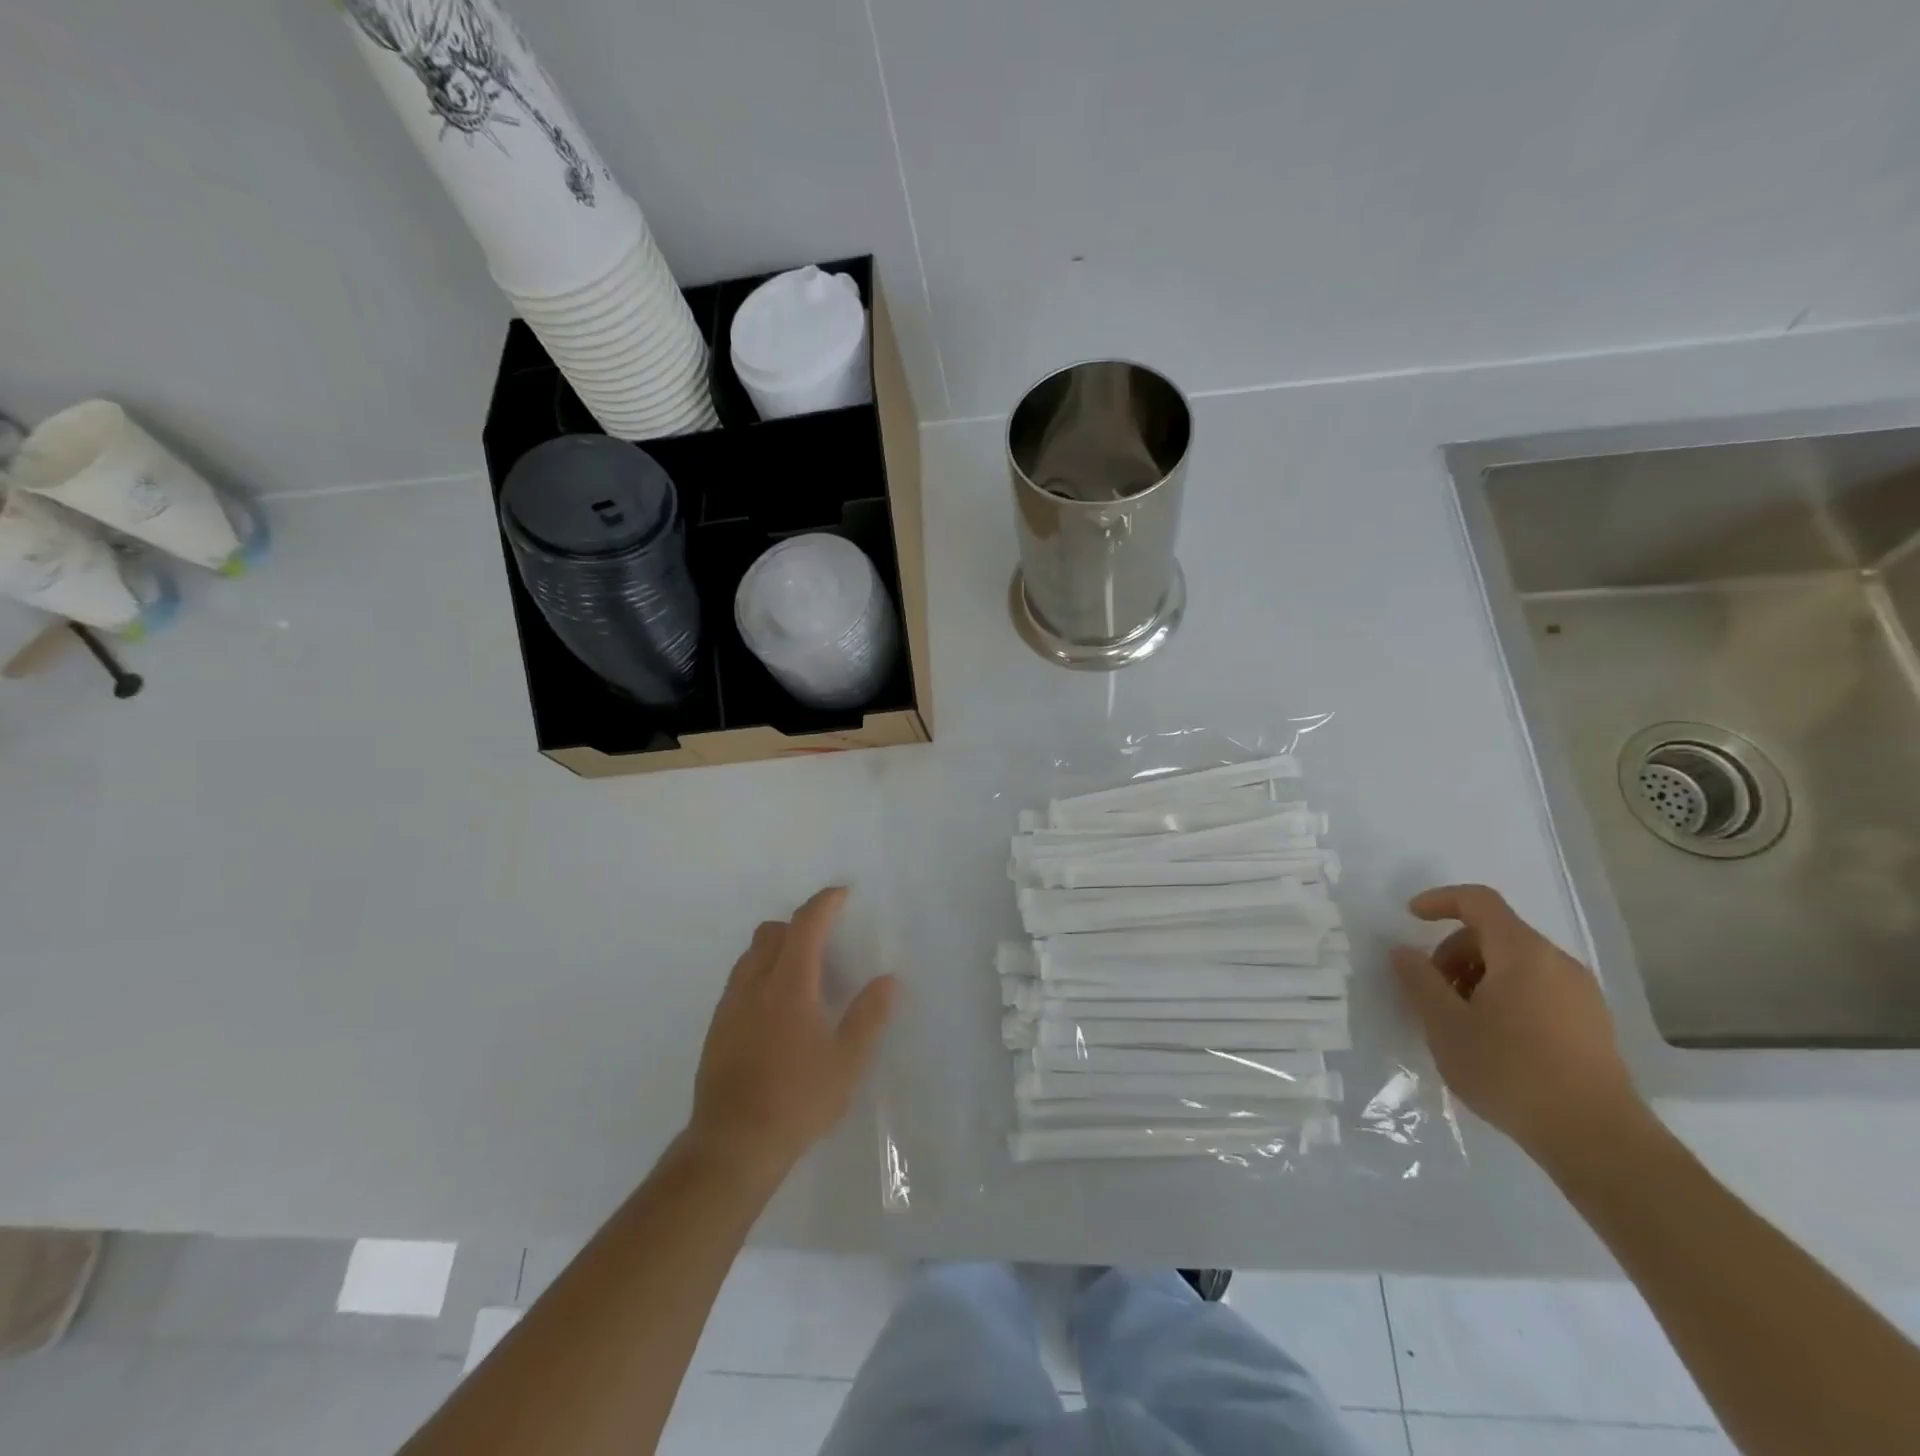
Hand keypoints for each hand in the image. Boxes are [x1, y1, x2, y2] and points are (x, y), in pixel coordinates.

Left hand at [688, 887, 896, 1181]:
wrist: (732, 1145)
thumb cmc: (798, 1100)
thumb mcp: (847, 1062)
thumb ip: (868, 1016)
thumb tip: (888, 981)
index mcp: (790, 985)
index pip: (805, 925)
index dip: (824, 903)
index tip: (842, 894)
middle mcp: (755, 984)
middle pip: (772, 932)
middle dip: (799, 925)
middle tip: (825, 943)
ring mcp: (730, 1006)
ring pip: (751, 955)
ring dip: (776, 949)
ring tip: (802, 976)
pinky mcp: (716, 1028)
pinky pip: (739, 981)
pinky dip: (760, 975)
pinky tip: (776, 1010)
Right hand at [1390, 884, 1639, 1158]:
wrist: (1598, 1140)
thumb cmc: (1512, 1072)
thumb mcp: (1445, 1025)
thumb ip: (1419, 981)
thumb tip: (1404, 952)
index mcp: (1523, 953)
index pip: (1479, 902)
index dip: (1440, 901)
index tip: (1410, 918)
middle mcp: (1558, 963)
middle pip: (1494, 934)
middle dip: (1453, 952)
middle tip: (1431, 990)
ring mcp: (1581, 995)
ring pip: (1515, 964)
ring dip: (1477, 977)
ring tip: (1459, 1020)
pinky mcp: (1592, 1024)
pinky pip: (1537, 989)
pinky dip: (1504, 996)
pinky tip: (1492, 1038)